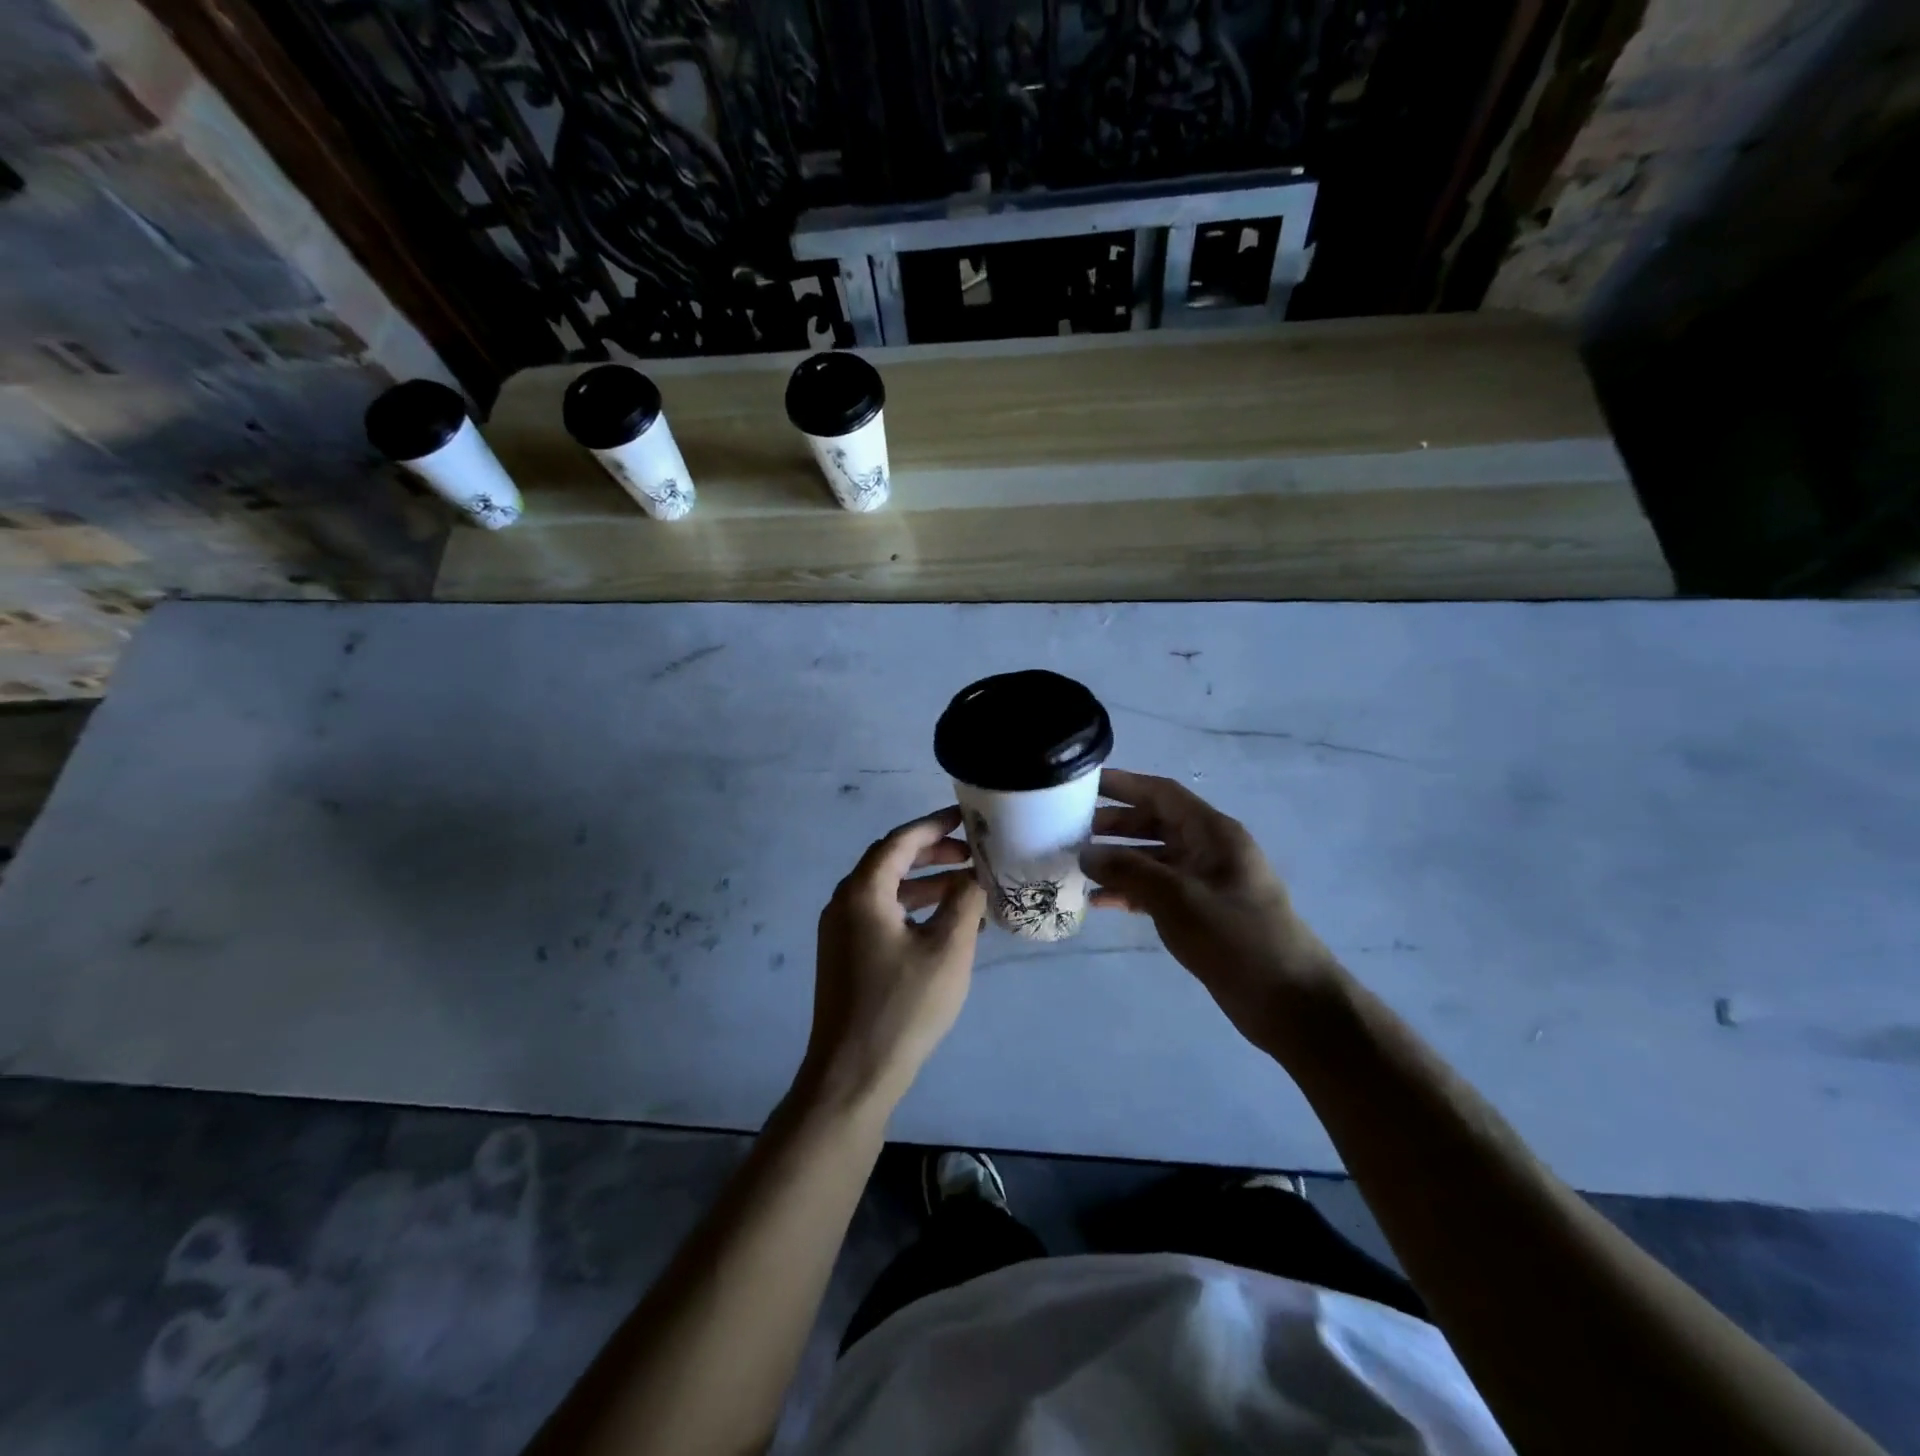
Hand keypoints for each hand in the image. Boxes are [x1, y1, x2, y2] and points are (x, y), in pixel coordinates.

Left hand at [802, 807, 987, 1113]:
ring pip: (888, 892)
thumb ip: (964, 902)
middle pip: (891, 863)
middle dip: (934, 856)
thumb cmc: (903, 1006)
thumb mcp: (947, 949)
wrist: (853, 1074)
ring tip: (968, 891)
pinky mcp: (845, 957)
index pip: (899, 842)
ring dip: (927, 886)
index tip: (965, 819)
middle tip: (972, 857)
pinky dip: (913, 912)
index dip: (934, 826)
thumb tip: (975, 875)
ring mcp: (841, 932)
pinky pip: (882, 917)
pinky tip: (946, 928)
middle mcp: (844, 903)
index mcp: (863, 893)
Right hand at [1081, 768, 1338, 1047]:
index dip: (1123, 784)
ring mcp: (1205, 882)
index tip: (1083, 783)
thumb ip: (1129, 871)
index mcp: (1213, 833)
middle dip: (1114, 824)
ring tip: (1077, 866)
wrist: (1289, 1001)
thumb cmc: (1236, 937)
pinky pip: (1158, 890)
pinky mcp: (1201, 912)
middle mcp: (1208, 849)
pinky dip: (1130, 891)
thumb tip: (1085, 853)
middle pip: (1155, 823)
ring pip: (1153, 858)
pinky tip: (1099, 902)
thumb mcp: (1178, 899)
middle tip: (1070, 830)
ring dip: (1118, 861)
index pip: (1162, 793)